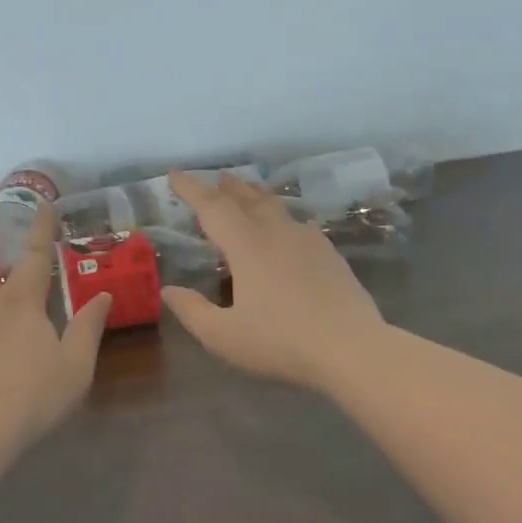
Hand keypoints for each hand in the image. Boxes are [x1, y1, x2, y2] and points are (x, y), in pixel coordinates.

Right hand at [160, 171, 385, 389]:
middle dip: (227, 187)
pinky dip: (282, 216)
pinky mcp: (330, 254)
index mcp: (247, 246)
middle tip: (216, 178)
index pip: (212, 207)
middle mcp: (277, 233)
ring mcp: (308, 241)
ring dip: (256, 195)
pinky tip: (288, 228)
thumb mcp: (224, 336)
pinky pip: (298, 223)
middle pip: (248, 199)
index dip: (190, 189)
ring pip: (276, 206)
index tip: (173, 174)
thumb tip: (169, 290)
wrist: (352, 348)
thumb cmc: (281, 342)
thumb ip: (192, 311)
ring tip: (248, 191)